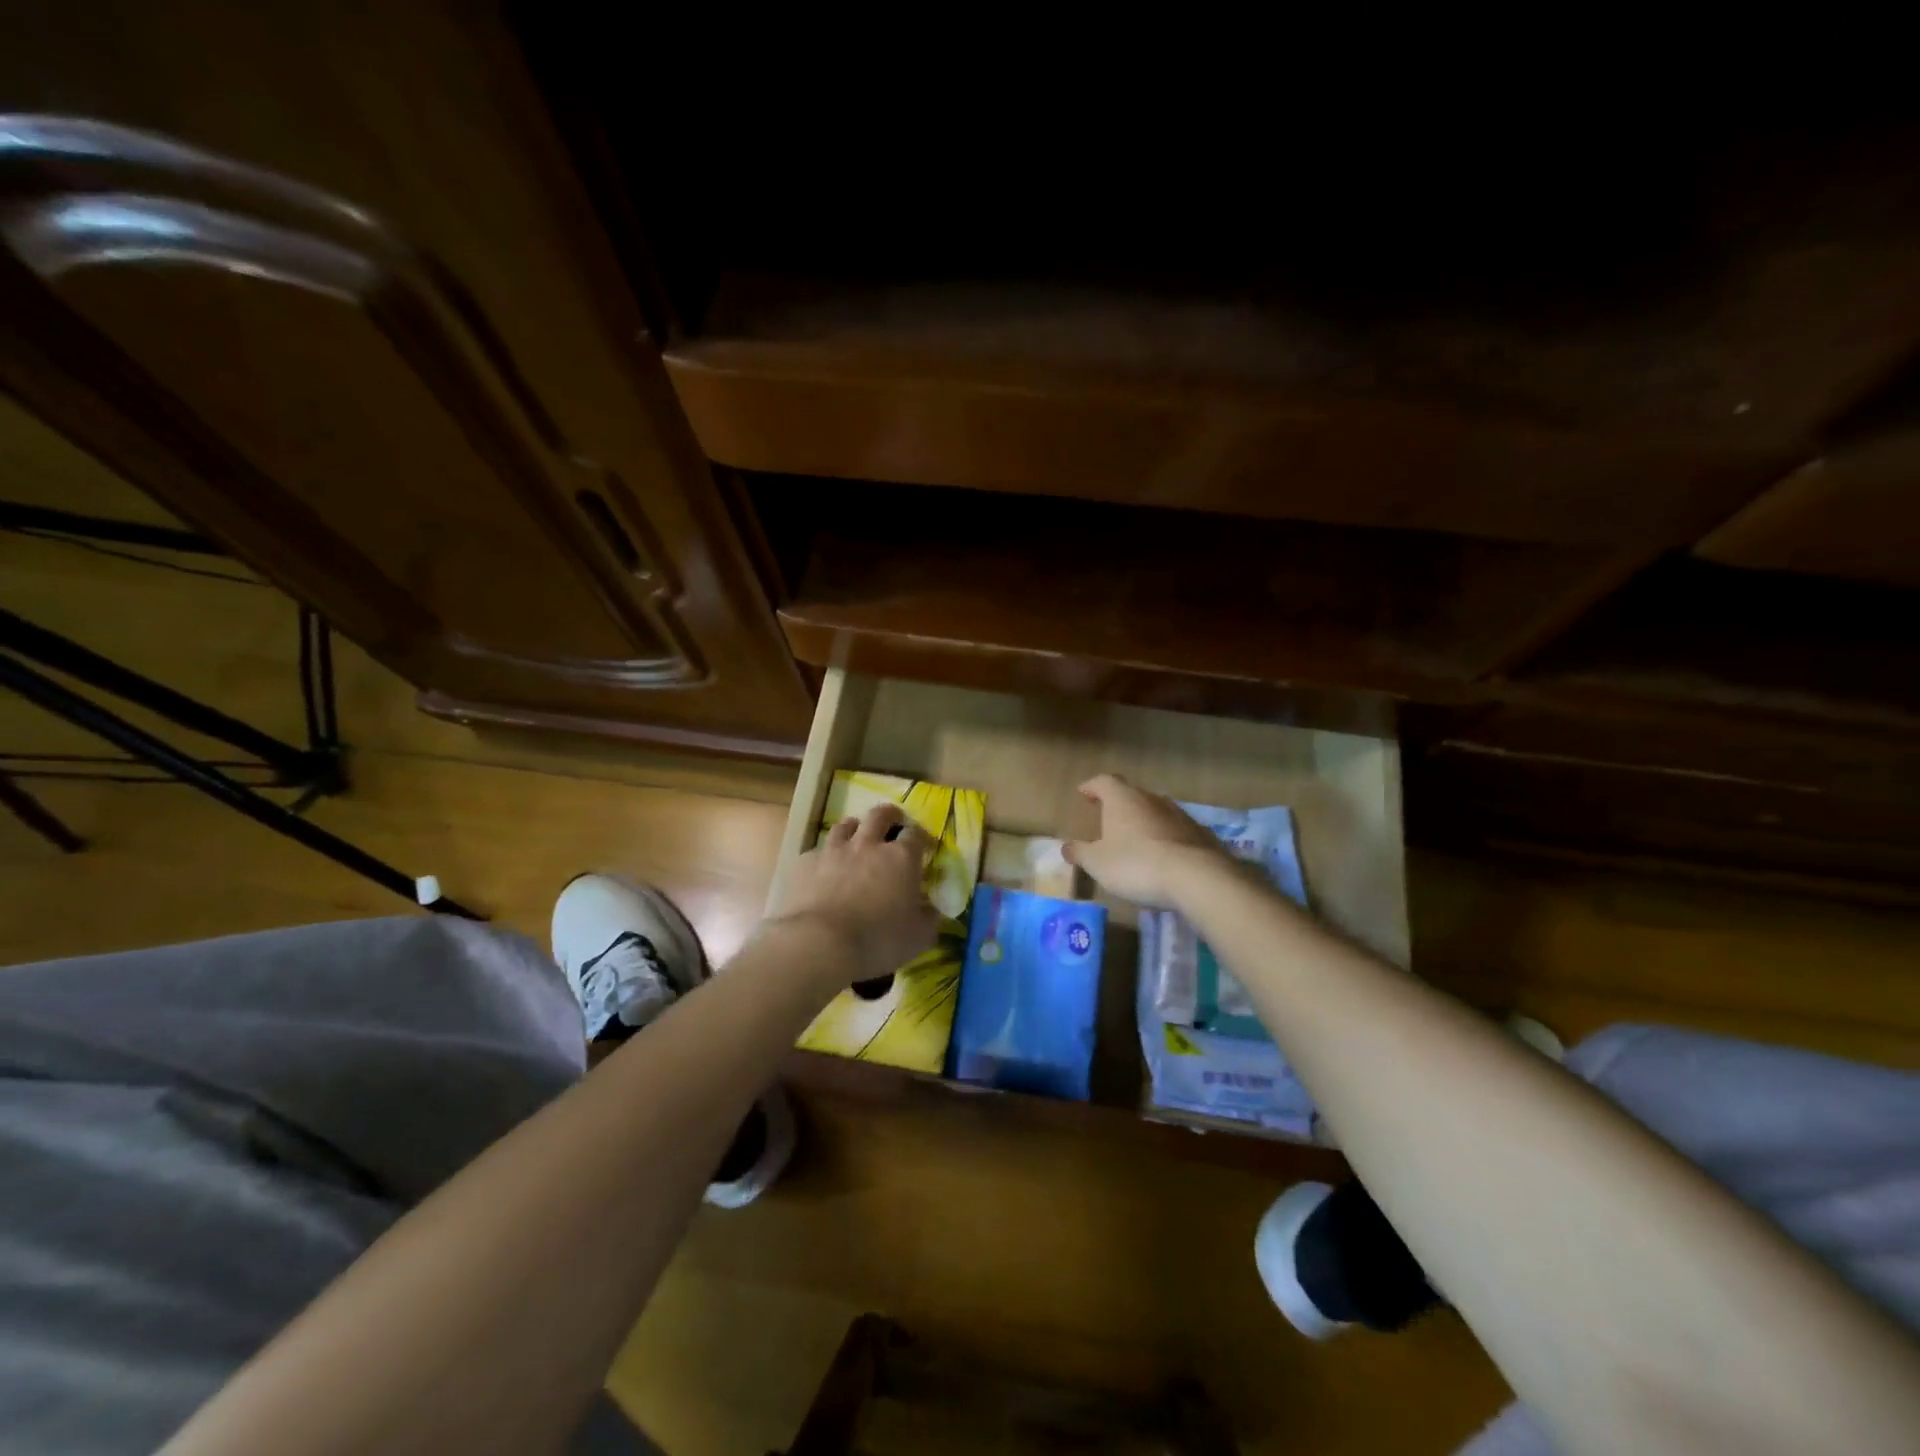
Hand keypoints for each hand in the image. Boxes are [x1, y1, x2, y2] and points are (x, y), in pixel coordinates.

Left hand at [770, 803, 939, 984]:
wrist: (818, 944)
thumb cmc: (877, 941)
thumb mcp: (918, 938)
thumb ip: (929, 919)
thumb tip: (932, 910)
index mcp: (901, 858)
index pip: (915, 834)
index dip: (921, 837)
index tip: (923, 846)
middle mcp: (868, 845)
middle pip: (880, 815)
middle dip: (889, 816)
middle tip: (892, 824)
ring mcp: (834, 850)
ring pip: (845, 825)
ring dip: (854, 829)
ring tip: (856, 840)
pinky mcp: (805, 862)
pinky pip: (818, 851)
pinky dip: (825, 857)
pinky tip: (824, 870)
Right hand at [1062, 774, 1231, 907]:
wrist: (1196, 877)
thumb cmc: (1136, 864)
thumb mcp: (1098, 863)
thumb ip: (1080, 852)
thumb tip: (1066, 846)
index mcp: (1122, 799)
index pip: (1104, 782)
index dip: (1092, 787)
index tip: (1083, 793)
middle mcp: (1151, 798)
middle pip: (1131, 794)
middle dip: (1118, 804)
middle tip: (1107, 817)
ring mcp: (1179, 814)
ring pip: (1155, 811)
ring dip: (1144, 821)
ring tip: (1135, 839)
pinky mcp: (1200, 833)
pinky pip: (1176, 830)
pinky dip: (1166, 838)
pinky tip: (1163, 856)